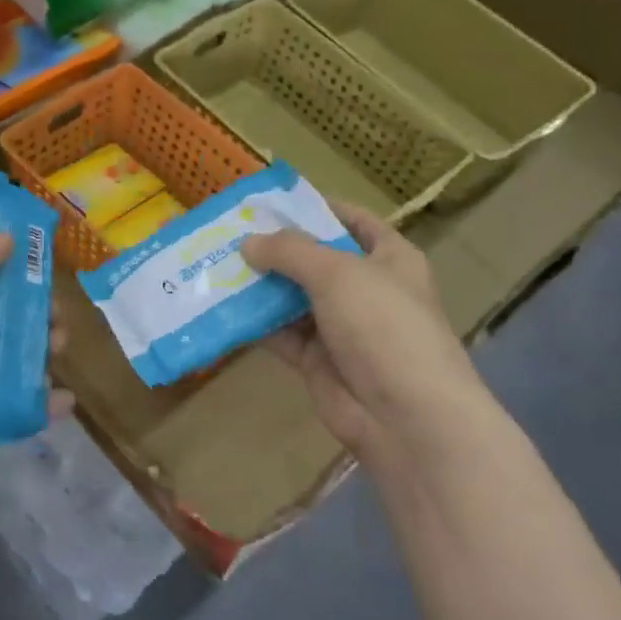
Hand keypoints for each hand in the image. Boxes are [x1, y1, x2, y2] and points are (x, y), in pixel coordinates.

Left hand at [0, 233, 68, 507]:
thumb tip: (10, 237)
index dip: (9, 269)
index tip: (44, 266)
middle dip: (31, 316)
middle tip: (57, 317)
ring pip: (6, 363)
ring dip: (37, 355)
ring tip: (58, 350)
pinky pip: (6, 409)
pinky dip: (36, 406)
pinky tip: (64, 401)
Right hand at [242, 203, 498, 477]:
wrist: (405, 417)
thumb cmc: (383, 326)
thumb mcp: (337, 273)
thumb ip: (290, 252)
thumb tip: (247, 243)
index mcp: (389, 258)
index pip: (351, 220)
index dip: (314, 208)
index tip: (269, 203)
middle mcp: (366, 289)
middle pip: (315, 259)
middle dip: (274, 248)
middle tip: (226, 234)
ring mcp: (341, 326)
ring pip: (293, 297)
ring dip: (259, 285)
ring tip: (215, 266)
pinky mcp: (318, 360)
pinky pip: (281, 334)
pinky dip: (255, 323)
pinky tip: (221, 308)